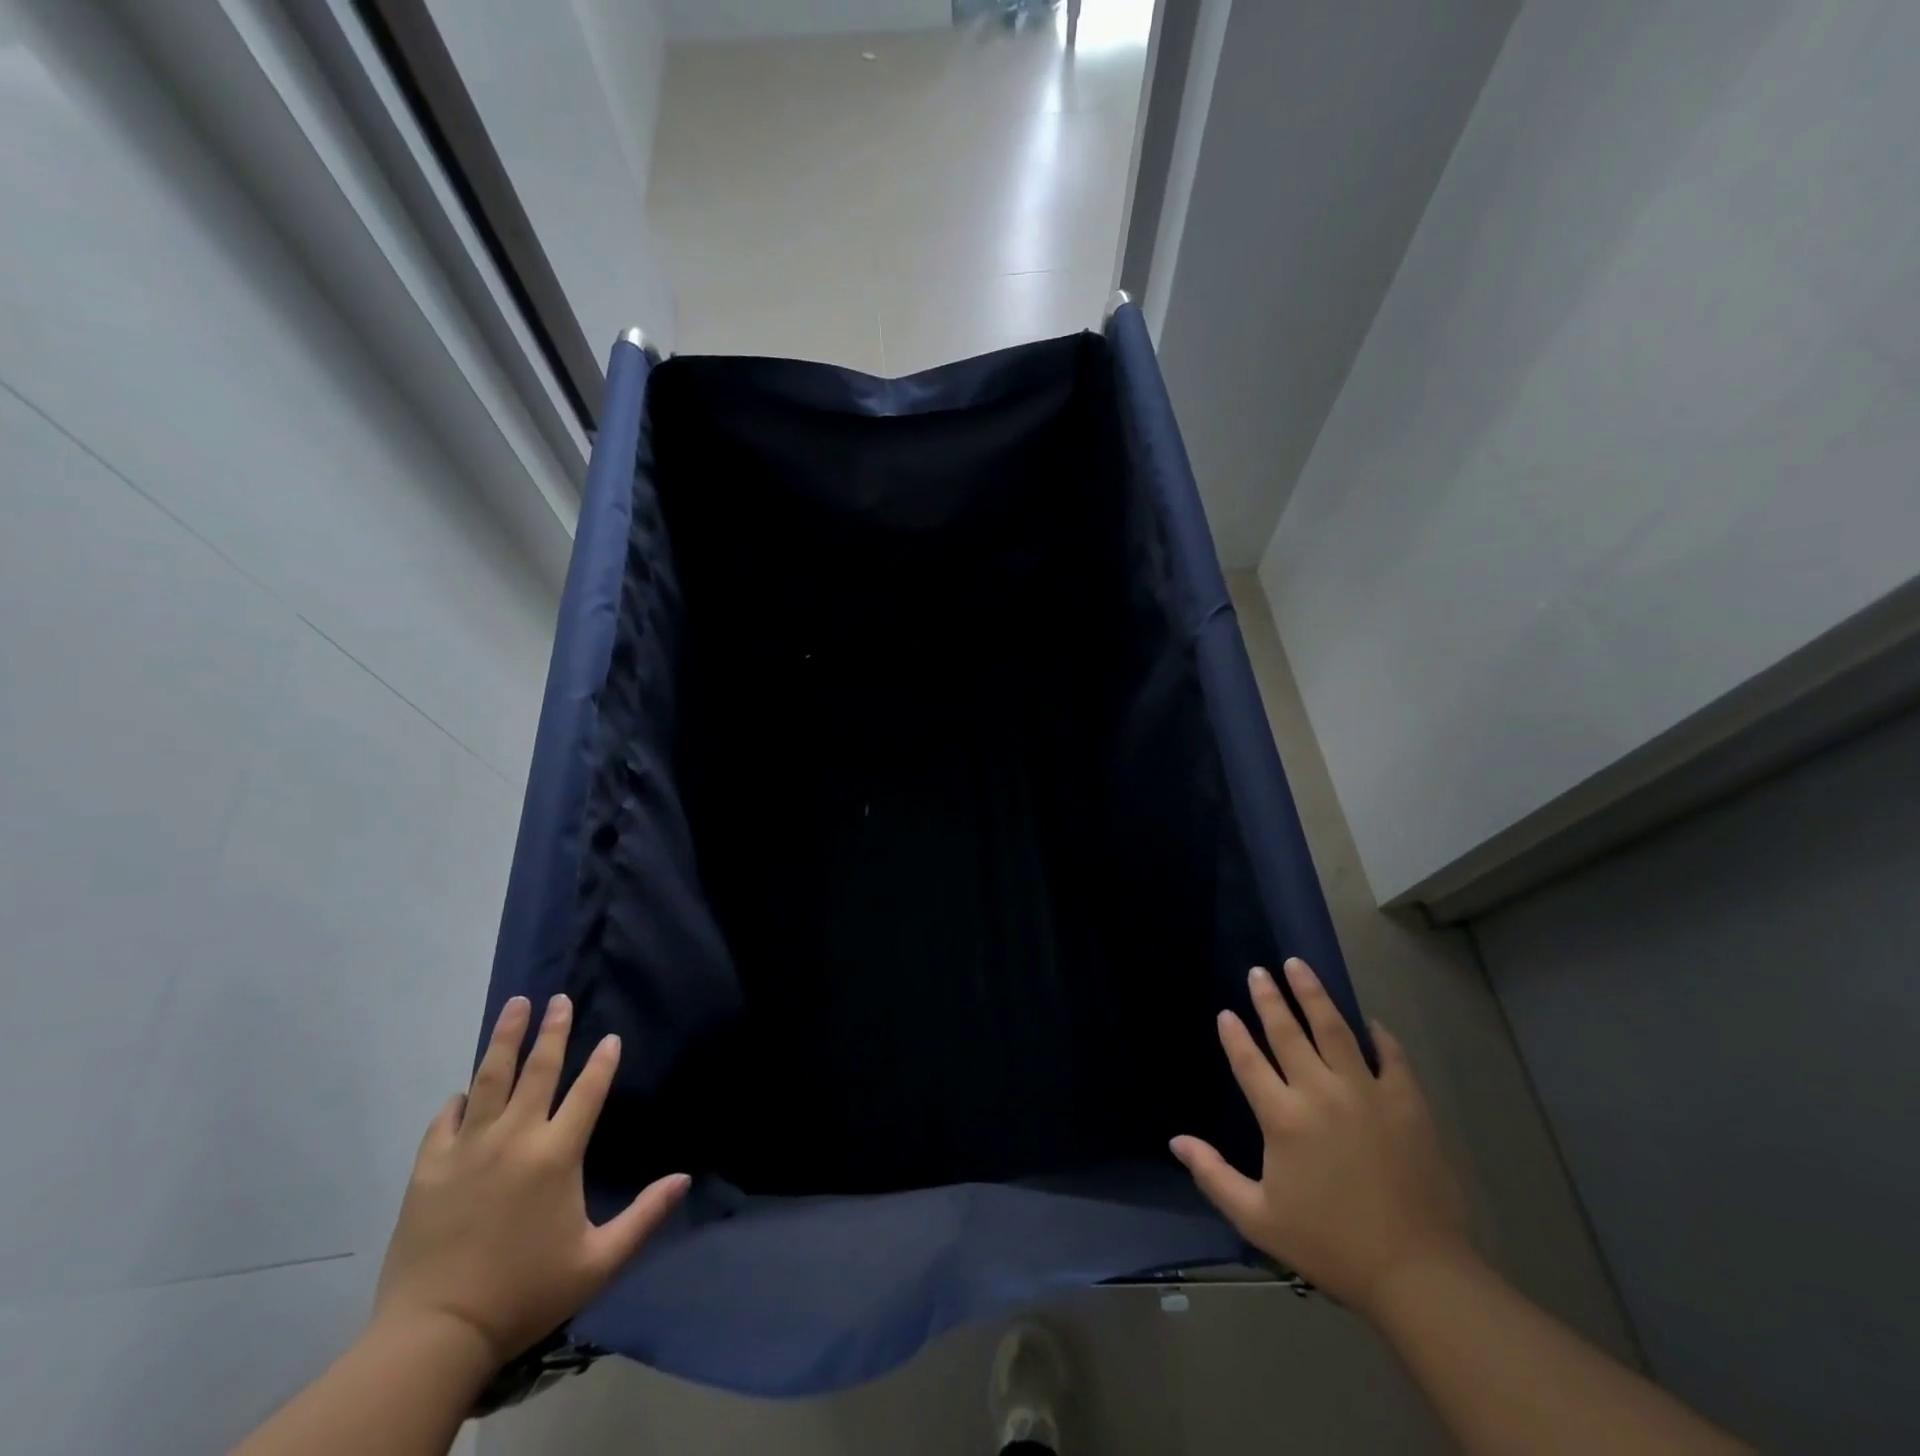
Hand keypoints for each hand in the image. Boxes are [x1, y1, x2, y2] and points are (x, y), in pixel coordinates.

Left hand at [372, 994, 688, 1366]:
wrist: (434, 1337)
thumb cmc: (524, 1294)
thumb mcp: (598, 1262)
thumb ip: (644, 1216)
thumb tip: (684, 1178)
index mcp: (556, 1155)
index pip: (587, 1092)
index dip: (602, 1062)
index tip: (610, 1037)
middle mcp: (514, 1138)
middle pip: (538, 1070)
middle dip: (552, 1031)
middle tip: (559, 999)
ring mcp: (467, 1150)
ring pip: (489, 1079)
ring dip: (505, 1039)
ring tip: (515, 1005)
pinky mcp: (429, 1169)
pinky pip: (445, 1120)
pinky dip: (457, 1101)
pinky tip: (463, 1090)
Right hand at [1171, 959, 1469, 1316]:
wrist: (1416, 1273)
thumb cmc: (1329, 1245)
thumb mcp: (1259, 1219)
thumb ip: (1213, 1175)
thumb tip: (1176, 1140)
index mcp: (1283, 1118)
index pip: (1249, 1061)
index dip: (1235, 1035)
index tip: (1226, 1012)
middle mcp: (1320, 1092)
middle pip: (1288, 1033)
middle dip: (1269, 998)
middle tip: (1258, 971)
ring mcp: (1367, 1093)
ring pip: (1335, 1029)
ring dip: (1313, 995)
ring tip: (1299, 966)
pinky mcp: (1407, 1103)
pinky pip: (1391, 1056)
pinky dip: (1378, 1036)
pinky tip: (1369, 1022)